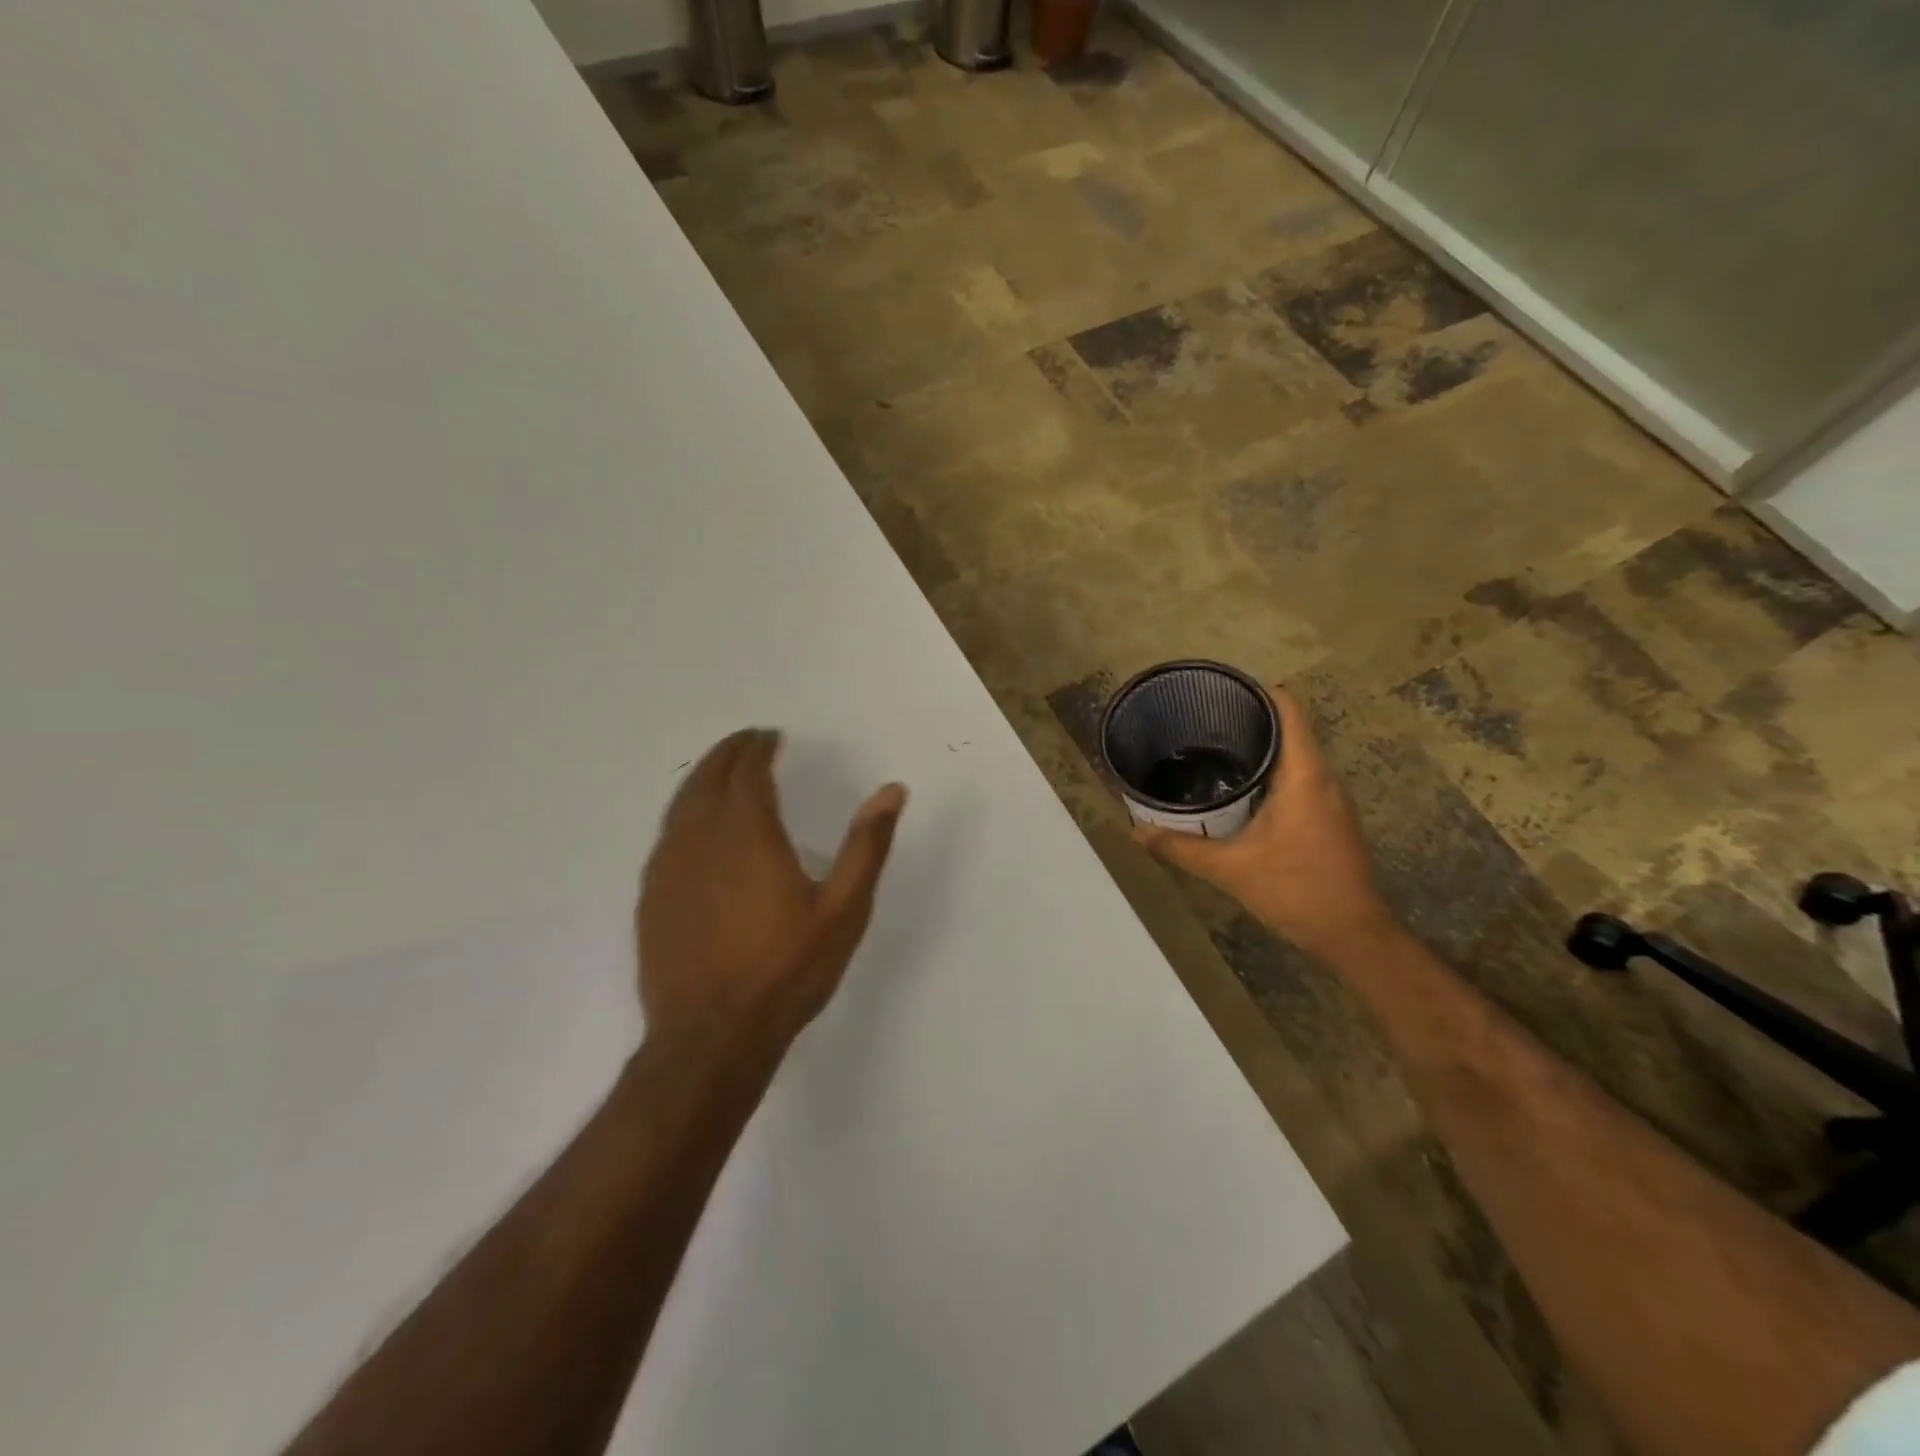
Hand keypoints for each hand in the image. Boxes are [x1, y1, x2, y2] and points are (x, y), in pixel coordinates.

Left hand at [637, 728, 907, 1060]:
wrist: (712, 1035)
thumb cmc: (786, 969)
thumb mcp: (844, 909)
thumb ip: (866, 846)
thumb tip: (893, 791)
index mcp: (748, 833)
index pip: (748, 772)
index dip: (758, 748)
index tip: (770, 736)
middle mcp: (701, 839)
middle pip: (708, 778)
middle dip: (728, 754)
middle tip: (745, 742)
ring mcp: (669, 868)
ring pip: (680, 805)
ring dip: (701, 779)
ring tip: (719, 772)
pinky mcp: (651, 897)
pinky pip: (665, 837)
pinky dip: (682, 814)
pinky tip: (692, 829)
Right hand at [1132, 687, 1398, 963]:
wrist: (1354, 935)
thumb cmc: (1296, 890)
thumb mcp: (1230, 869)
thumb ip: (1181, 848)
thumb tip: (1136, 832)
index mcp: (1304, 776)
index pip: (1289, 709)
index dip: (1258, 691)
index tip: (1221, 690)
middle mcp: (1323, 778)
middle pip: (1291, 728)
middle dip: (1250, 719)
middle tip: (1202, 722)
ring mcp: (1331, 799)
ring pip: (1296, 755)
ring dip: (1261, 748)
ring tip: (1213, 750)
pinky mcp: (1330, 818)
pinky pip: (1300, 778)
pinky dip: (1271, 772)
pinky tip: (1239, 791)